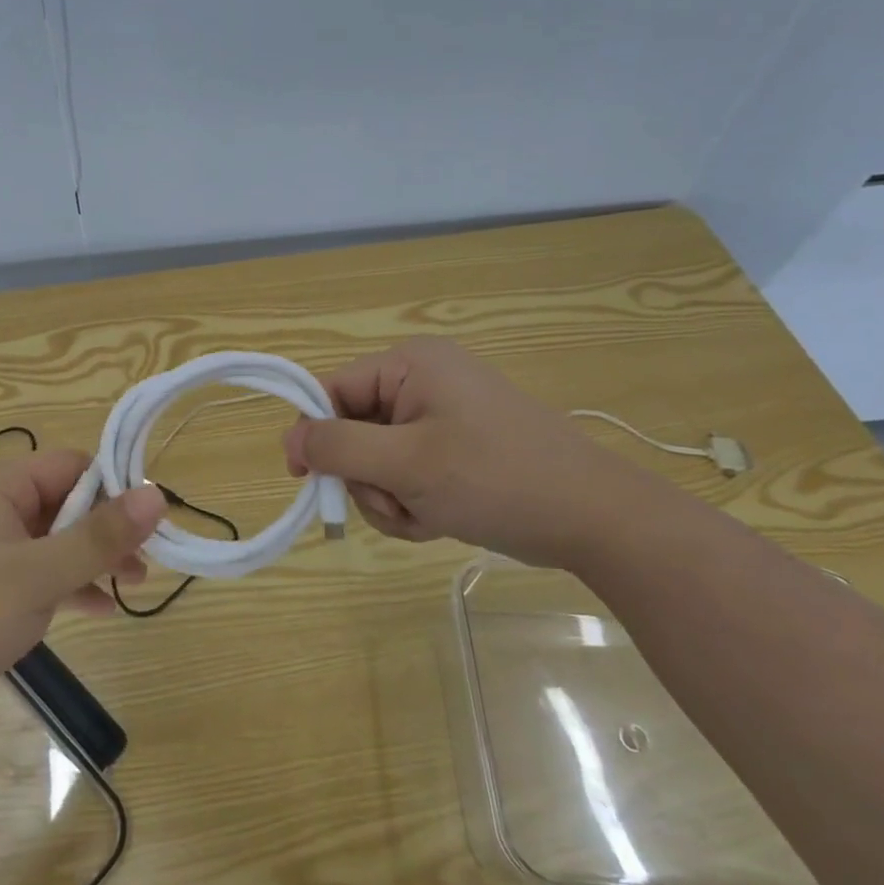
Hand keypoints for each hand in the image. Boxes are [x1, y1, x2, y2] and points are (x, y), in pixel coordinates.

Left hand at [0, 450, 164, 739]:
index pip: (72, 465)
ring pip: (52, 539)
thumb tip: (157, 494)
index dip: (114, 488)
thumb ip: (100, 536)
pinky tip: (99, 609)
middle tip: (146, 560)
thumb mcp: (39, 574)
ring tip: (133, 584)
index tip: (150, 522)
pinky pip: (34, 572)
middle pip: (64, 501)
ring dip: (91, 558)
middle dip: (106, 529)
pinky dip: (66, 585)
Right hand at [282, 337, 653, 569]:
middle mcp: (422, 381)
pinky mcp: (456, 448)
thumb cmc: (496, 479)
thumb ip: (338, 448)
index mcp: (410, 365)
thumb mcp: (407, 464)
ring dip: (389, 497)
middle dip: (366, 477)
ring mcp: (441, 416)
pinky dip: (412, 501)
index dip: (314, 434)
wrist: (595, 520)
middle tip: (396, 504)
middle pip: (353, 429)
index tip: (307, 480)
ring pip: (378, 460)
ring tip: (425, 516)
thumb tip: (288, 439)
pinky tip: (439, 520)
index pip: (332, 390)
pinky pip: (407, 473)